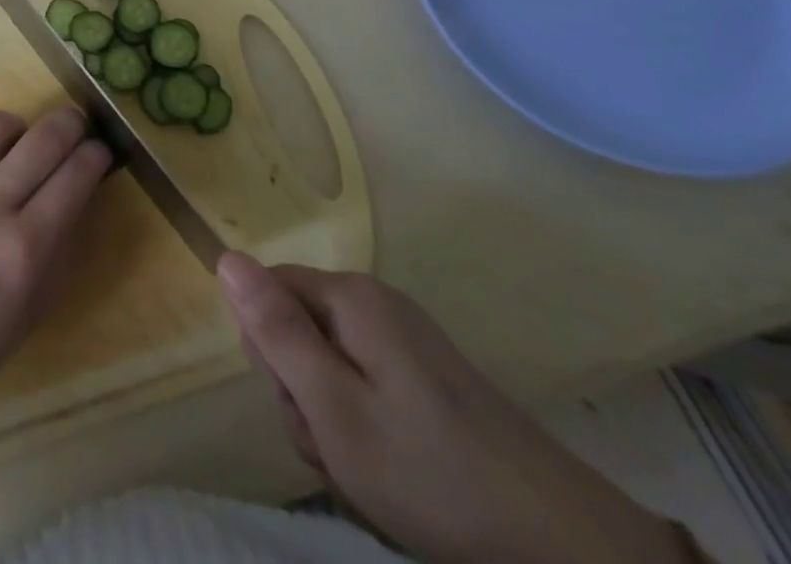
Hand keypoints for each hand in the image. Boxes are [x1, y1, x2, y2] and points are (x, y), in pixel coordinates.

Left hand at [0, 109, 110, 420]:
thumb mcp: (31, 313)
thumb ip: (57, 252)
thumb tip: (74, 200)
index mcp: (24, 247)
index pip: (74, 178)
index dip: (94, 157)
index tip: (100, 151)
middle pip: (43, 138)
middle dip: (70, 124)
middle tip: (75, 126)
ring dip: (18, 129)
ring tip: (19, 143)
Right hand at [218, 257, 694, 563]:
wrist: (566, 546)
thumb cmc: (432, 473)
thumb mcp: (333, 408)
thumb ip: (275, 330)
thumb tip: (225, 256)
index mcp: (349, 297)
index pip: (265, 292)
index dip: (267, 351)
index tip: (300, 405)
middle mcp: (375, 303)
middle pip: (297, 327)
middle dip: (301, 391)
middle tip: (337, 447)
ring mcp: (406, 340)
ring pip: (329, 364)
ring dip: (331, 419)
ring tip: (367, 470)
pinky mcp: (429, 377)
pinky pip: (365, 385)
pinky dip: (364, 428)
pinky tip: (391, 472)